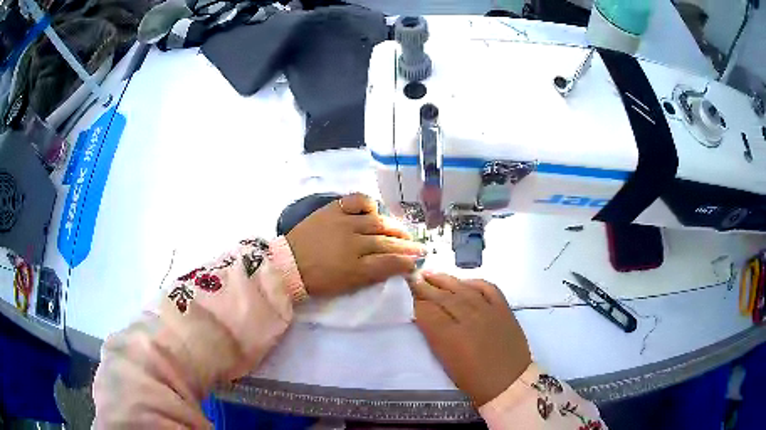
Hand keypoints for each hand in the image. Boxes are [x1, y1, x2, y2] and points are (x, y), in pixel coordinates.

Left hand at [286, 193, 425, 296]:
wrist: (288, 264)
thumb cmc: (318, 280)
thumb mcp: (347, 286)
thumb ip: (373, 276)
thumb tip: (395, 267)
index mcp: (356, 267)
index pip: (390, 262)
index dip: (407, 262)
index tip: (418, 261)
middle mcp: (354, 242)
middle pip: (387, 242)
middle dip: (407, 246)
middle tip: (419, 247)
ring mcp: (344, 222)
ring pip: (377, 222)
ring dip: (394, 227)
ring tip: (403, 231)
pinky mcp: (333, 210)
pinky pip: (356, 201)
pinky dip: (369, 204)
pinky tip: (375, 211)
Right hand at [409, 272, 531, 405]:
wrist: (509, 382)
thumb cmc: (474, 381)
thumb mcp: (447, 364)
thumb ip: (435, 338)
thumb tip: (425, 319)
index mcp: (451, 337)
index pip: (428, 312)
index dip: (415, 302)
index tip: (406, 294)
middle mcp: (470, 319)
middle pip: (443, 298)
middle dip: (425, 287)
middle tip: (412, 277)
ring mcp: (489, 311)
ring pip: (463, 289)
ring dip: (445, 280)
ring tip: (430, 273)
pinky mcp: (504, 309)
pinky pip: (489, 288)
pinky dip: (475, 282)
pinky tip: (464, 281)